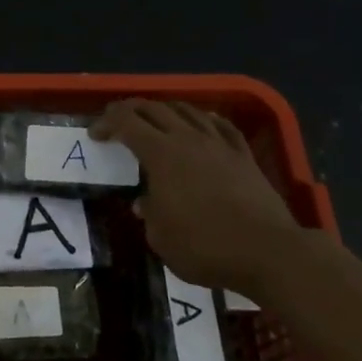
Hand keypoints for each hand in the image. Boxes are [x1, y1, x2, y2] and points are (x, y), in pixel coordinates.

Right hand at [92, 100, 295, 289]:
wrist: (266, 251)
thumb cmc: (204, 246)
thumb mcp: (161, 237)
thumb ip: (149, 213)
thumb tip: (146, 202)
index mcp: (161, 155)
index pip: (127, 124)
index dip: (107, 123)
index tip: (95, 134)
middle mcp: (188, 140)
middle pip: (155, 109)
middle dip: (131, 110)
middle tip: (117, 119)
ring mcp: (219, 145)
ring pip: (188, 111)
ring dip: (166, 110)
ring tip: (156, 119)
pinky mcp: (244, 156)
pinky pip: (221, 126)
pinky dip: (204, 119)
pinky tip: (202, 124)